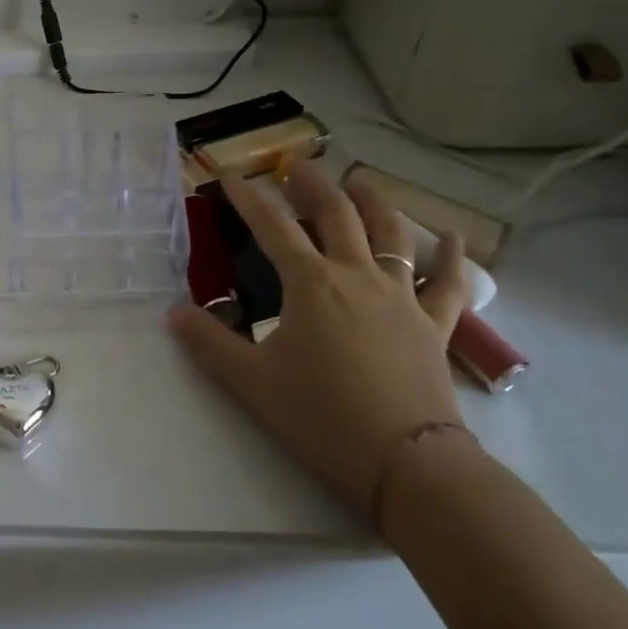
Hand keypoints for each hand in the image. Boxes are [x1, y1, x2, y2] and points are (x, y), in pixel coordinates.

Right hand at [169, 162, 471, 520]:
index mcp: (310, 283)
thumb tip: (173, 313)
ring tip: (359, 183)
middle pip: (336, 214)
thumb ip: (209, 342)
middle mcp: (357, 276)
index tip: (231, 175)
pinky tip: (454, 238)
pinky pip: (448, 283)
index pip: (272, 226)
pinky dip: (452, 257)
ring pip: (391, 234)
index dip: (248, 198)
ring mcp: (401, 297)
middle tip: (296, 165)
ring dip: (373, 202)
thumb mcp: (251, 381)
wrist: (407, 462)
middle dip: (312, 184)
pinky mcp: (434, 325)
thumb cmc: (321, 416)